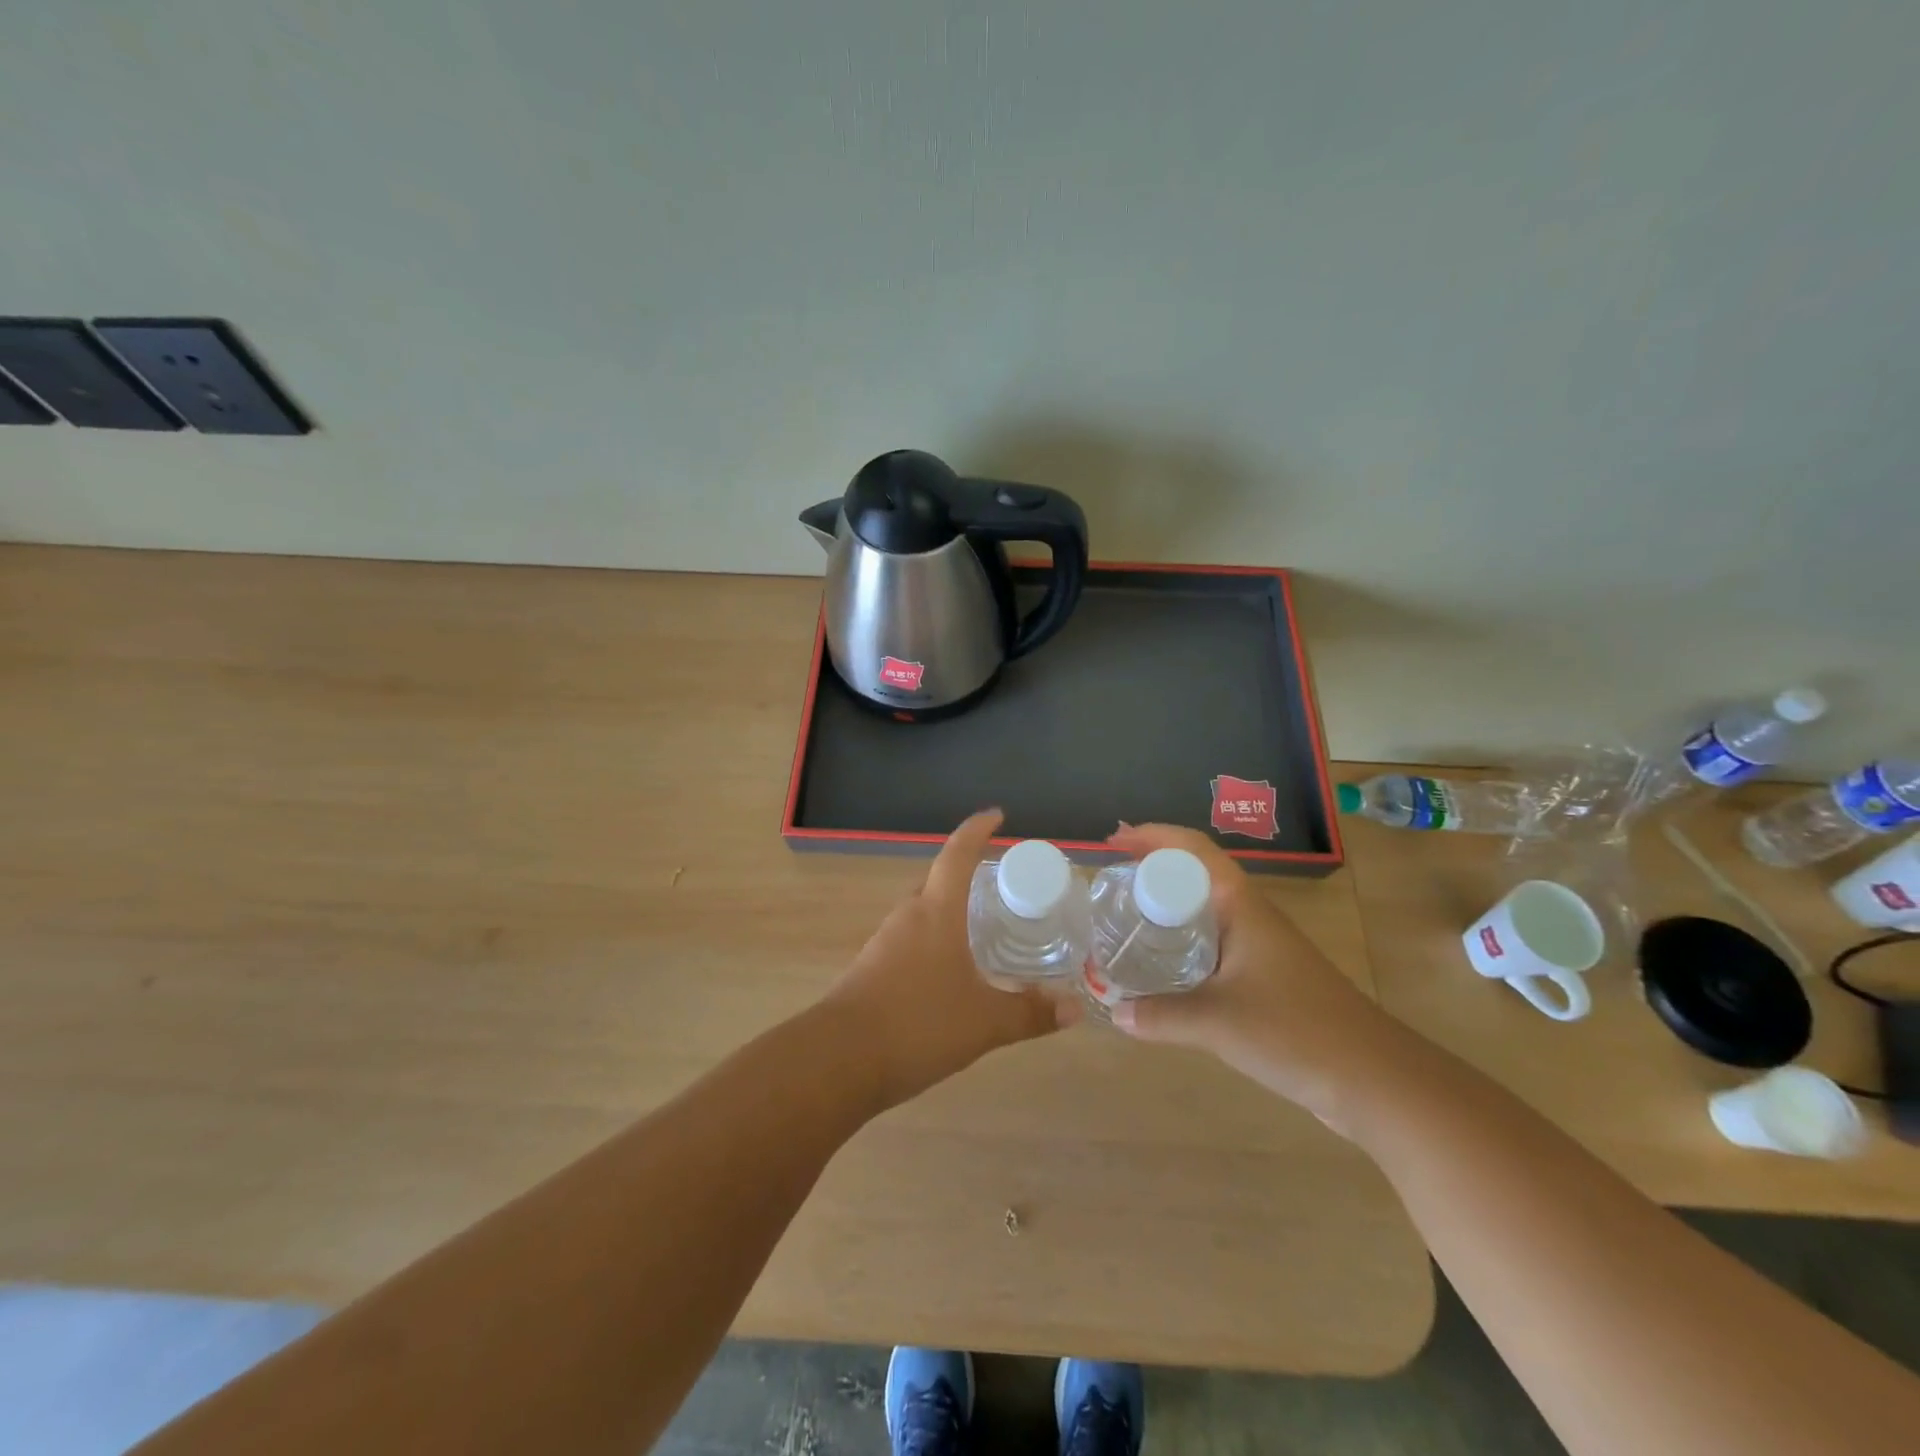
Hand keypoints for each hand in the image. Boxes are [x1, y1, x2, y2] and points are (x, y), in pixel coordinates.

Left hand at [822, 810, 1079, 1108]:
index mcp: (936, 912)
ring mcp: (885, 943)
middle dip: (967, 877)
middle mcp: (908, 917)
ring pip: (923, 914)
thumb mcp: (985, 1023)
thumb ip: (1030, 1013)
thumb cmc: (918, 1024)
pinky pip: (910, 941)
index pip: (957, 854)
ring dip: (949, 913)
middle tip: (1001, 887)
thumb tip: (1074, 1008)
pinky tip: (950, 973)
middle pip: (938, 882)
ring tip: (982, 930)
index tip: (997, 815)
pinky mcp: (871, 969)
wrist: (839, 1060)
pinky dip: (934, 943)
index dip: (977, 830)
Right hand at [1106, 824, 1400, 1130]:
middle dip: (1151, 870)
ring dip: (1164, 908)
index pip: (1193, 850)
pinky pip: (1211, 946)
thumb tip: (1113, 1012)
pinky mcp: (1264, 978)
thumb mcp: (1218, 1023)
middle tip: (1107, 883)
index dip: (1153, 836)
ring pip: (1202, 912)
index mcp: (1241, 906)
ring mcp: (1259, 948)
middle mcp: (1249, 917)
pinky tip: (1159, 969)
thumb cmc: (1297, 1032)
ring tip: (1123, 920)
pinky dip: (1179, 945)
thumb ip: (1161, 1015)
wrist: (1375, 1080)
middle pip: (1194, 875)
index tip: (1112, 840)